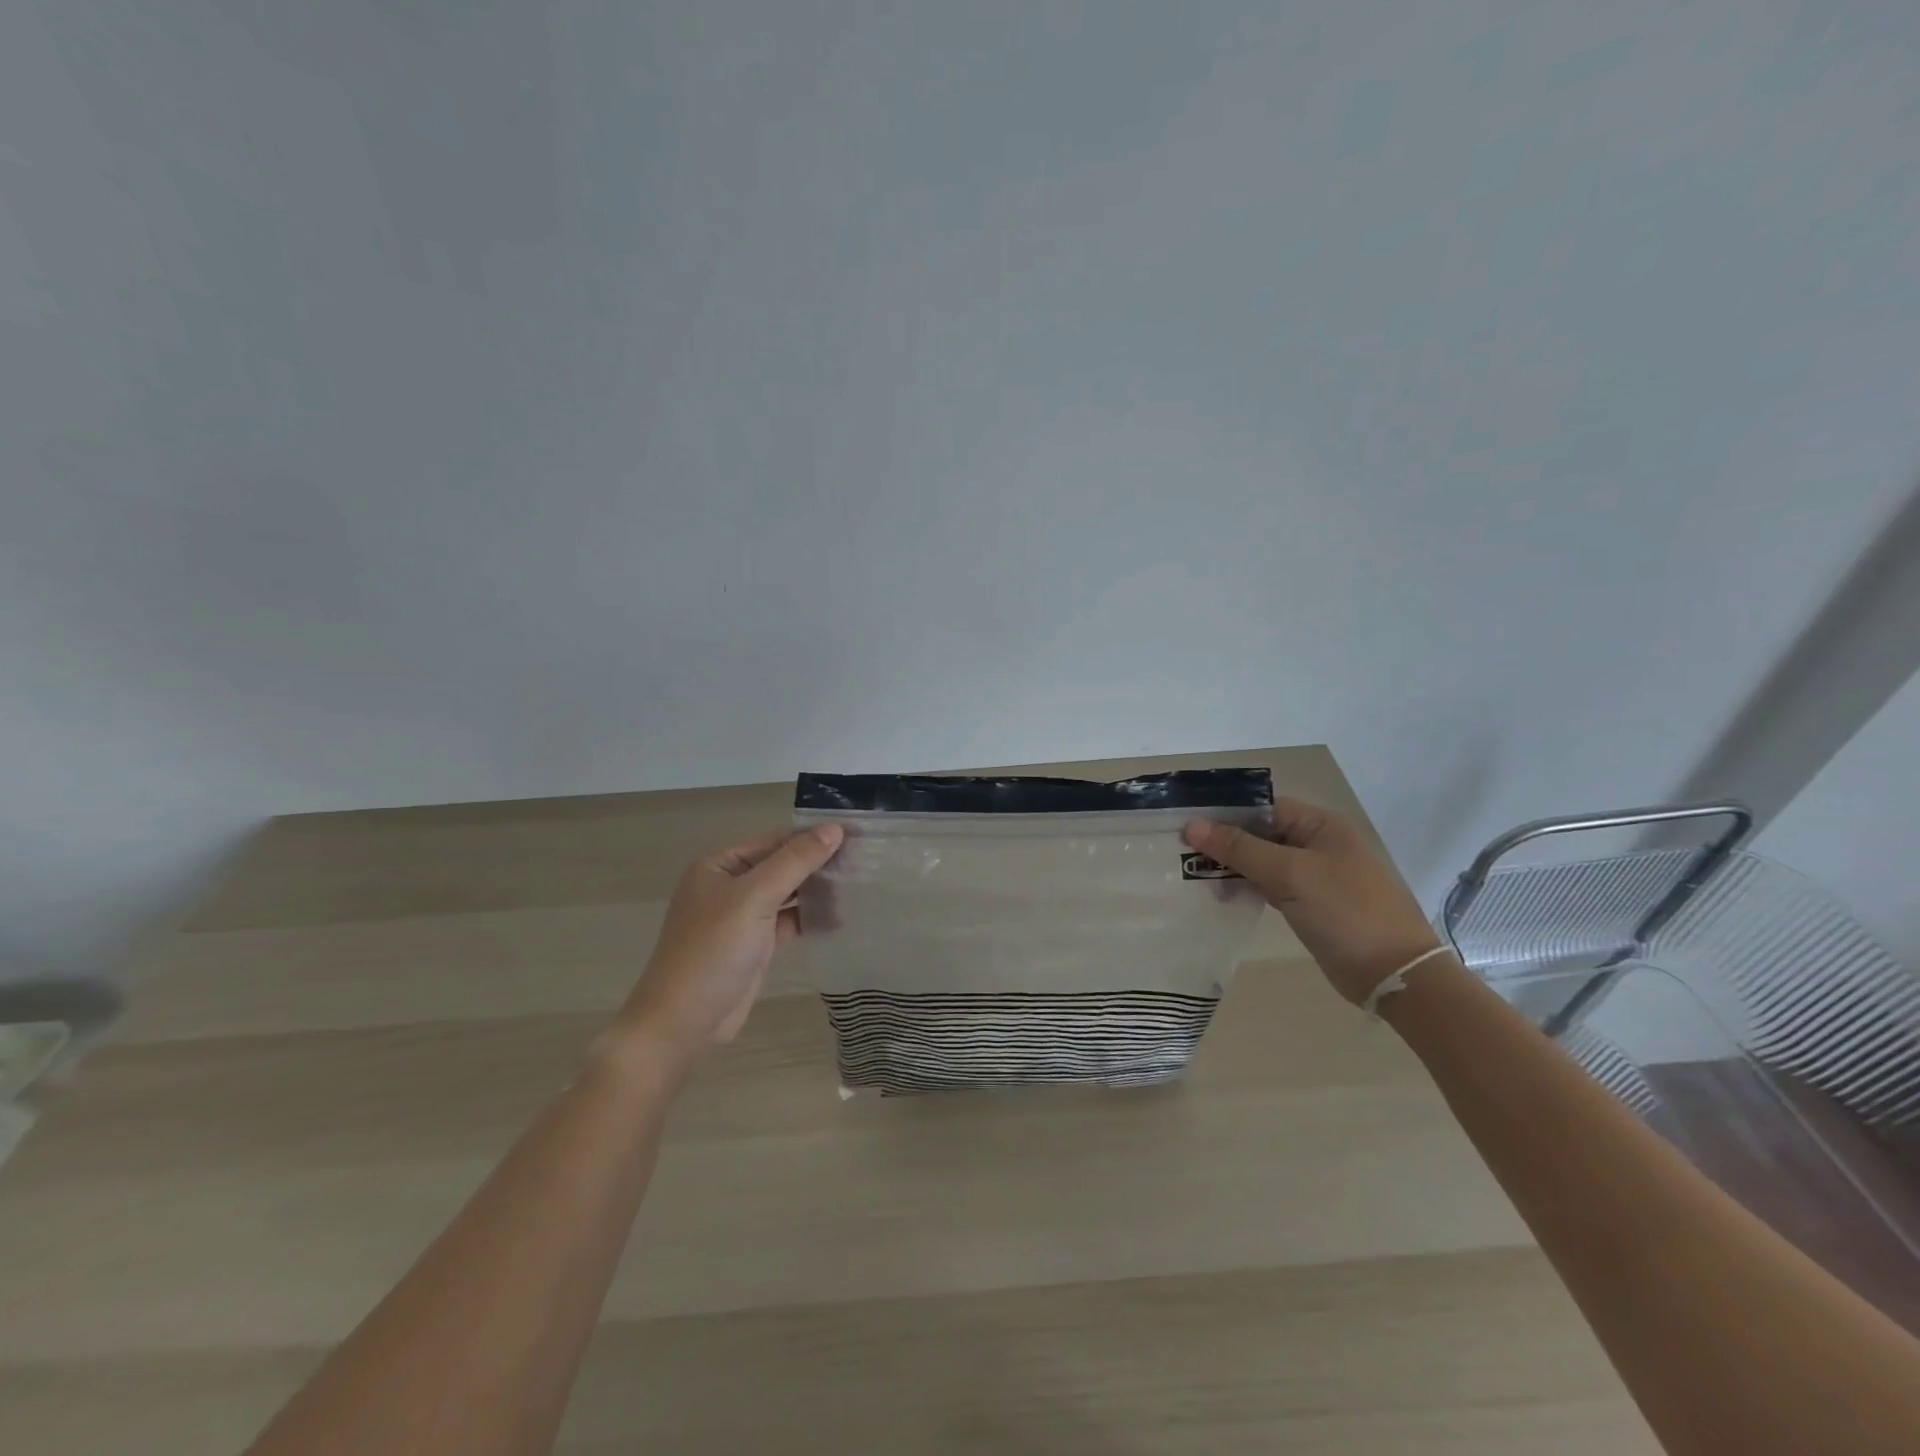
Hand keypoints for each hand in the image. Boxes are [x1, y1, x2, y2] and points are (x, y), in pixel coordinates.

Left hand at [615, 825, 844, 1065]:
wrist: (683, 1022)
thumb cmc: (714, 950)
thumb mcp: (755, 898)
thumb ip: (795, 862)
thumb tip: (835, 829)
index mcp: (719, 865)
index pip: (774, 841)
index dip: (812, 837)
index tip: (854, 836)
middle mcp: (729, 885)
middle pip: (781, 866)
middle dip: (817, 865)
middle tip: (862, 863)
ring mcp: (741, 916)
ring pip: (787, 894)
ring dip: (816, 892)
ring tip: (857, 888)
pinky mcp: (754, 944)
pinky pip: (787, 921)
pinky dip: (809, 918)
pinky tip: (838, 918)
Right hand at [1183, 800, 1441, 1004]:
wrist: (1394, 974)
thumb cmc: (1344, 911)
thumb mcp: (1289, 874)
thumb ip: (1239, 848)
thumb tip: (1191, 825)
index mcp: (1319, 825)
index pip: (1262, 807)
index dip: (1225, 812)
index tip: (1185, 823)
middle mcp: (1316, 844)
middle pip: (1259, 833)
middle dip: (1224, 842)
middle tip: (1181, 852)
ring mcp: (1313, 876)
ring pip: (1262, 861)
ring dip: (1232, 867)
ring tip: (1194, 877)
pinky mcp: (1308, 904)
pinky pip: (1269, 886)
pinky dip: (1246, 888)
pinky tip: (1220, 895)